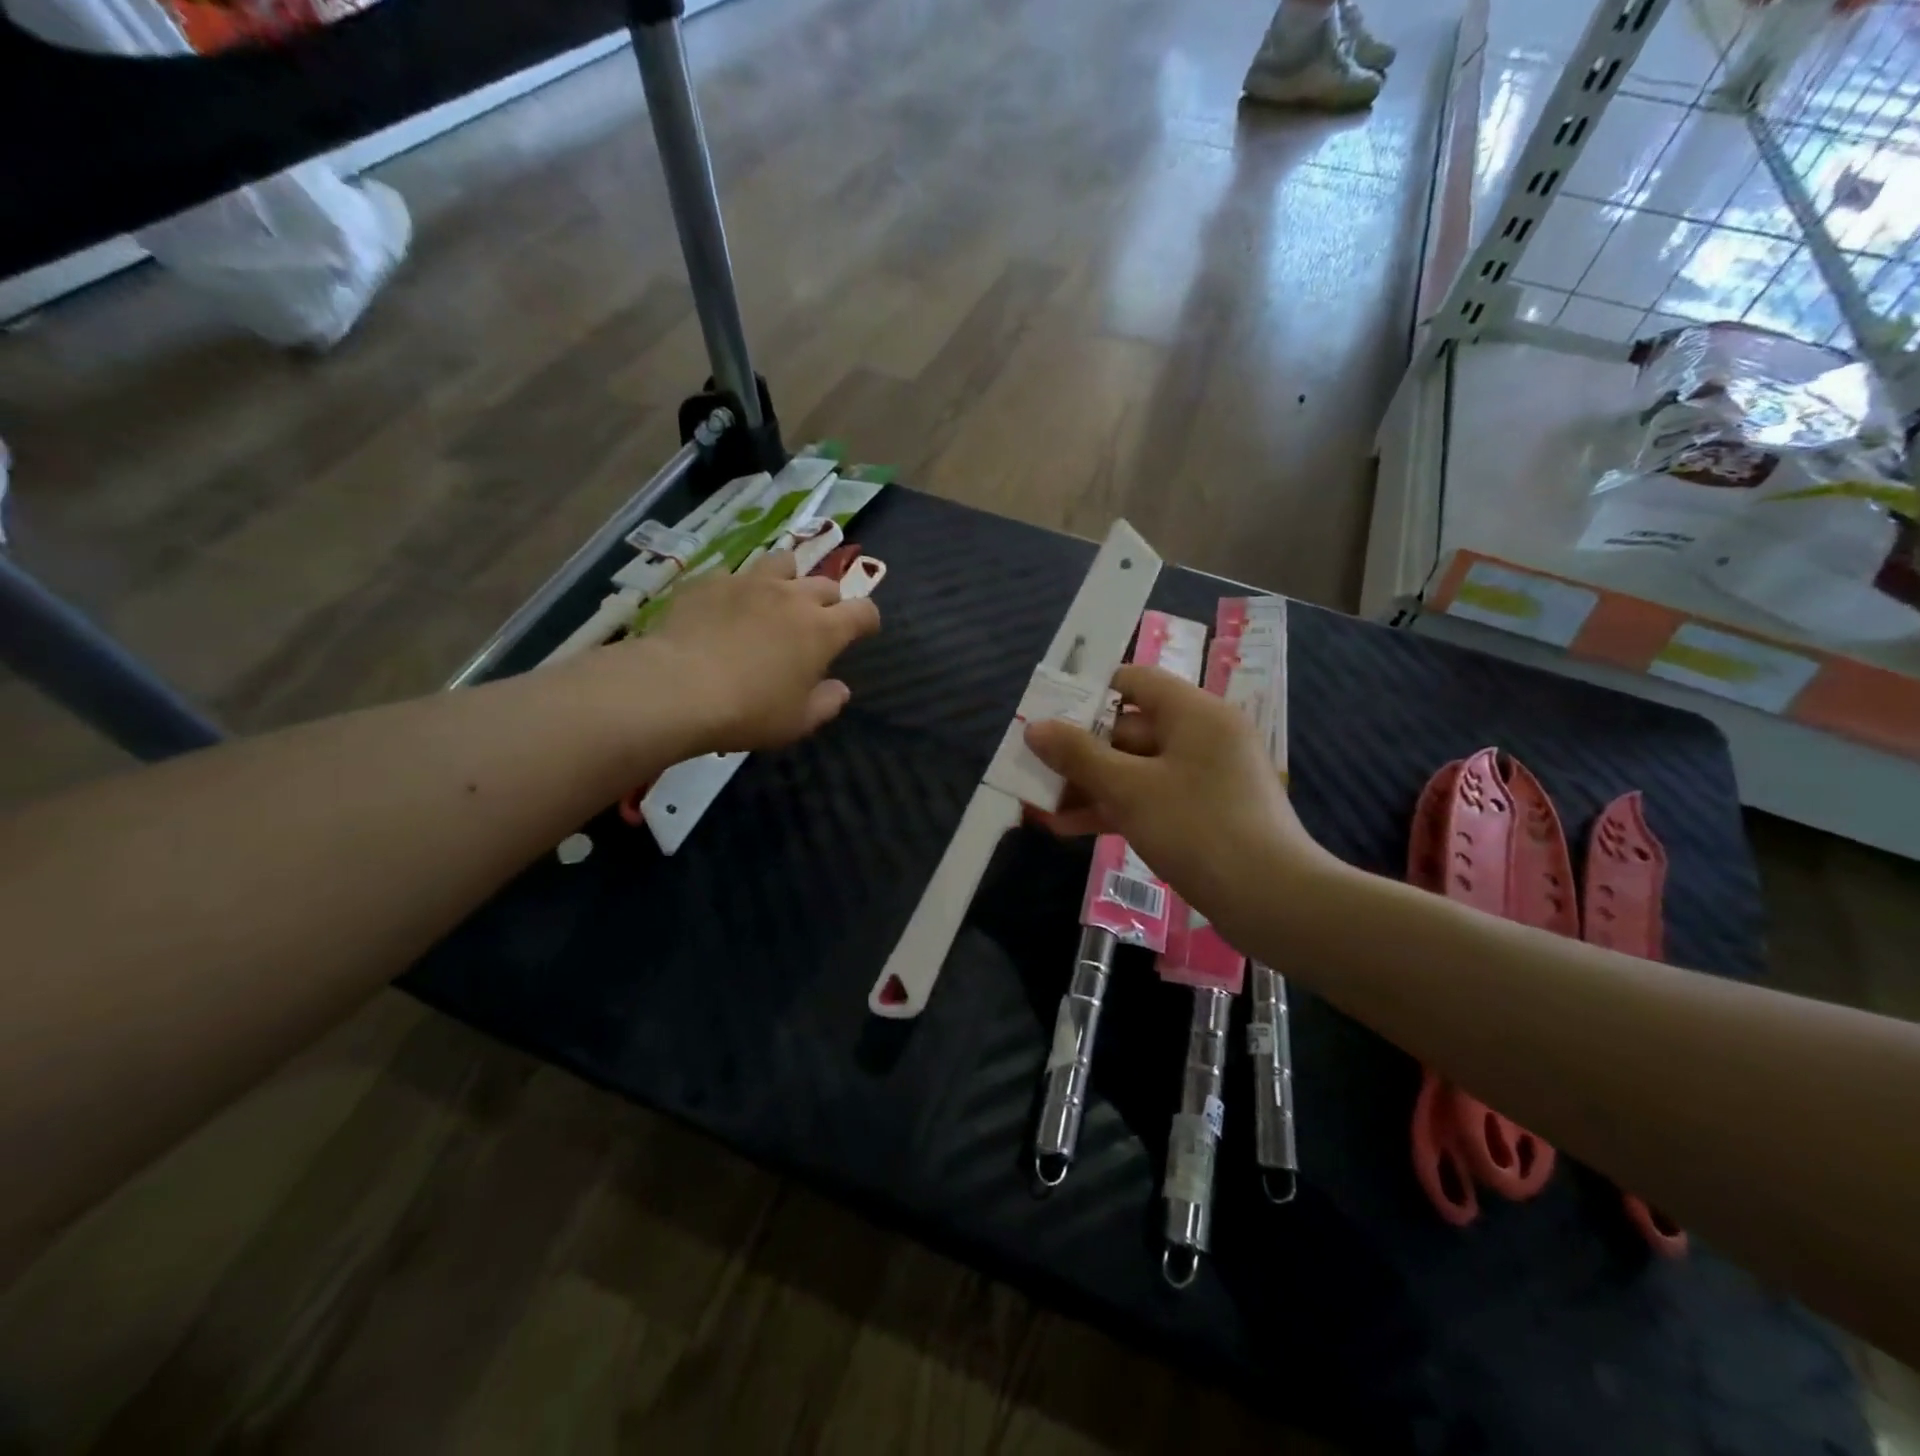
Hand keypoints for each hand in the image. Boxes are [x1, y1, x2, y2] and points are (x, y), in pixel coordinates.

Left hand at [619, 551, 880, 754]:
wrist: (677, 688)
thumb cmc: (748, 711)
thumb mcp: (797, 721)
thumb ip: (826, 703)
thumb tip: (840, 689)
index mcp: (823, 629)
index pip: (863, 611)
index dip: (868, 620)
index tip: (864, 631)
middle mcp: (792, 596)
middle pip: (825, 584)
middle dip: (829, 602)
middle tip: (816, 624)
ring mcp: (750, 582)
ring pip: (783, 562)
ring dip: (789, 579)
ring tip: (777, 598)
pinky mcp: (711, 581)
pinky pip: (736, 574)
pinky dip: (741, 588)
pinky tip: (727, 608)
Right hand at [1024, 664, 1336, 944]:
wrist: (1273, 902)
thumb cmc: (1198, 829)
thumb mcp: (1128, 789)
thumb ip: (1079, 755)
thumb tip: (1034, 727)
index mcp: (1194, 713)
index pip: (1135, 682)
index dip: (1088, 694)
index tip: (1049, 714)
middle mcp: (1202, 736)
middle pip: (1129, 730)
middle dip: (1079, 753)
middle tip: (1033, 770)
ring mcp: (1205, 778)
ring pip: (1136, 770)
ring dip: (1090, 786)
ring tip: (1041, 806)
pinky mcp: (1205, 814)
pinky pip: (1151, 799)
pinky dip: (1115, 809)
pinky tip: (1070, 828)